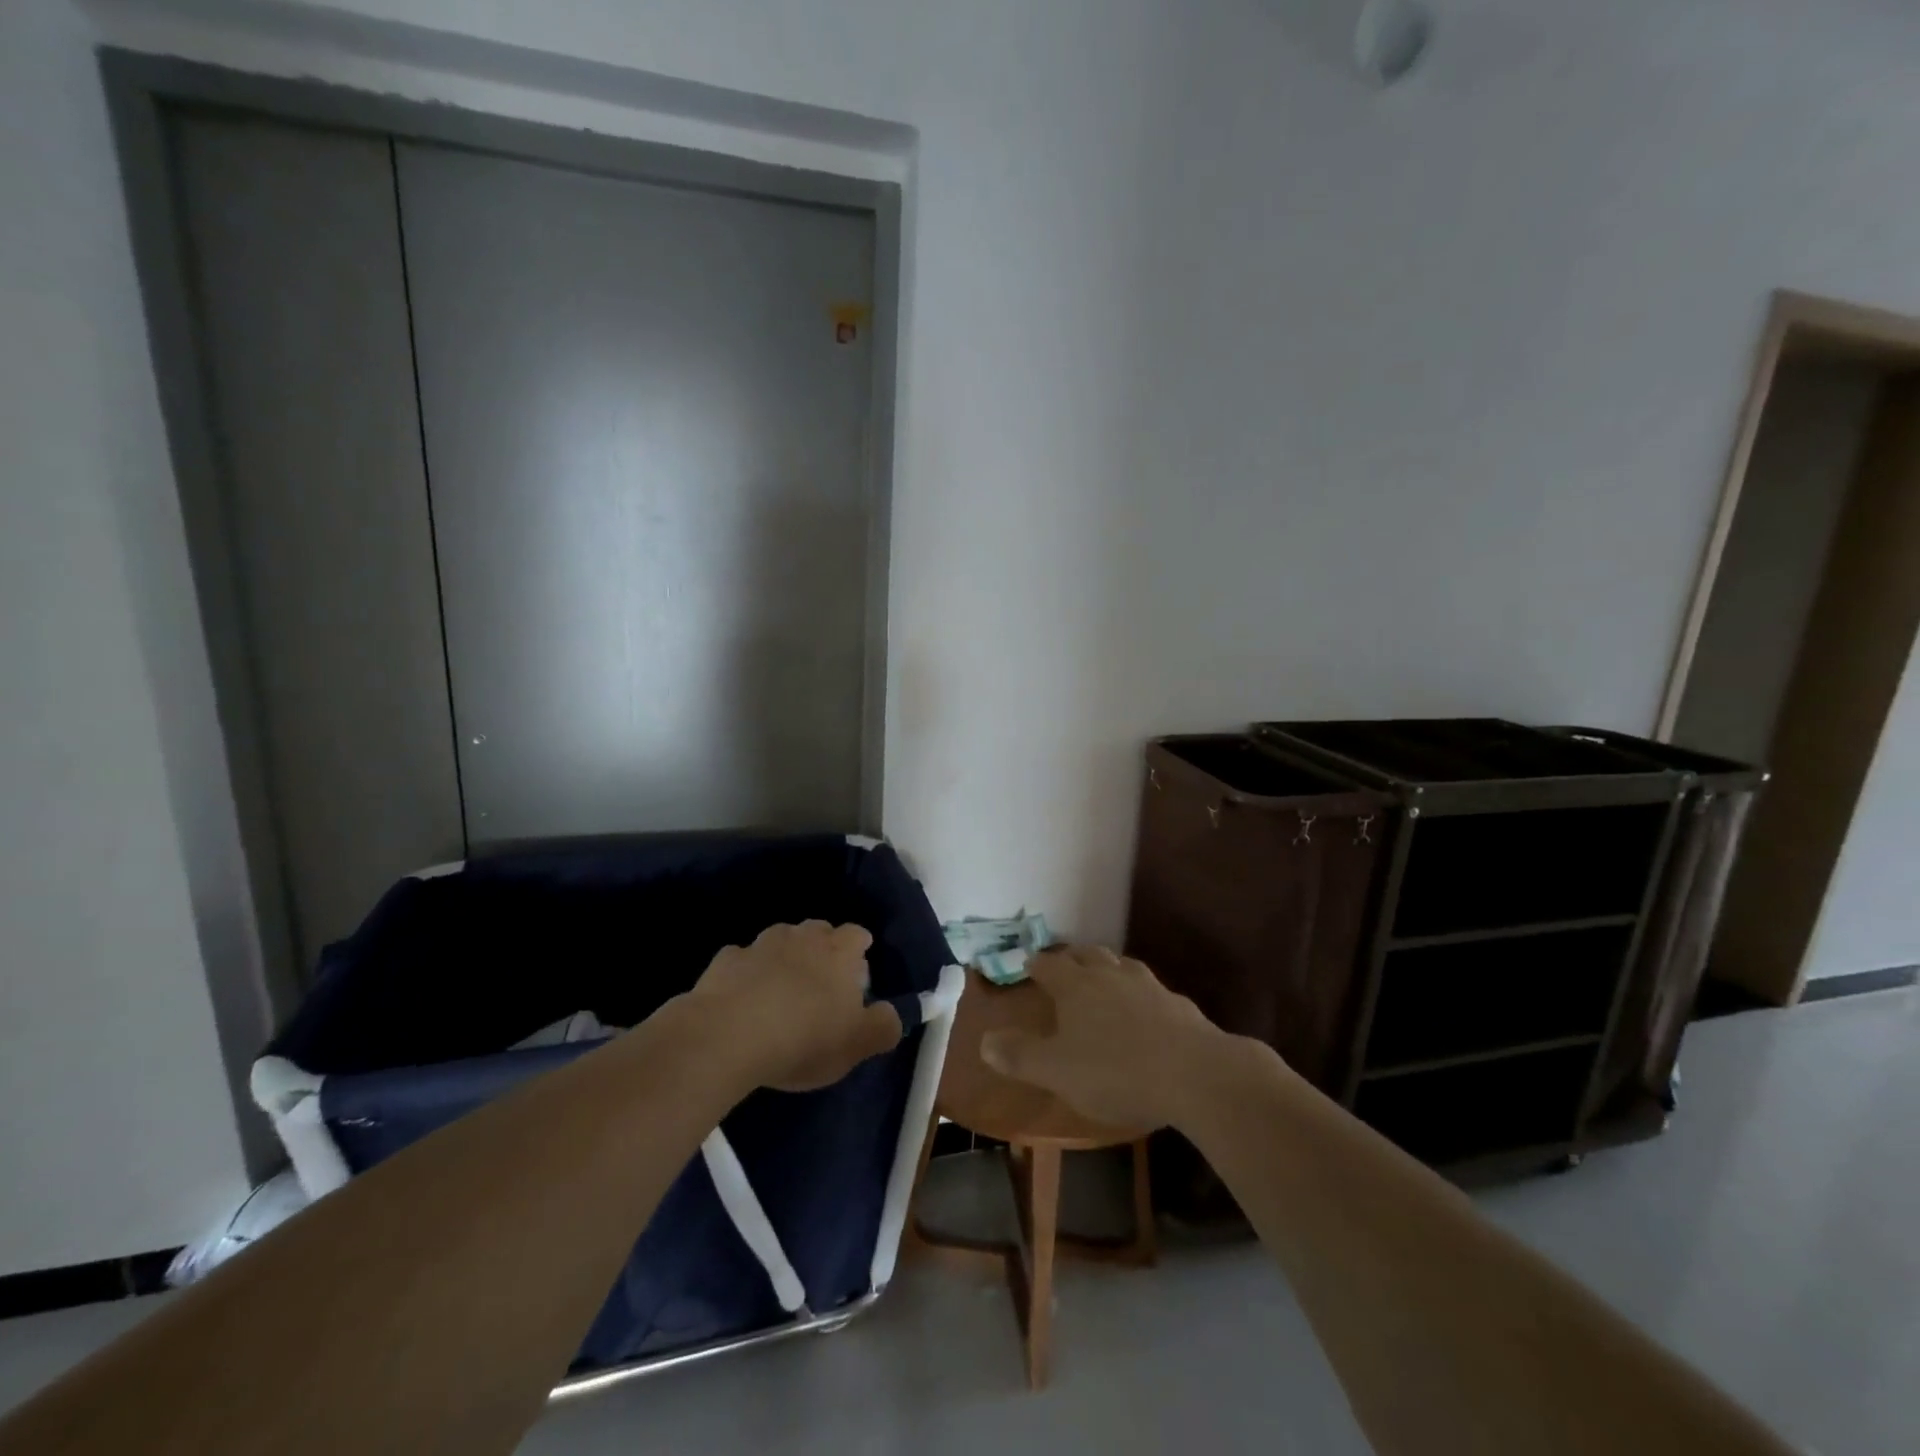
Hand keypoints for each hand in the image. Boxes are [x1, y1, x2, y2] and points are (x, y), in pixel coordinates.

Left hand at [689, 921, 902, 1091]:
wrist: (728, 1035)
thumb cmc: (804, 1037)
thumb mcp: (857, 1044)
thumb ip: (884, 1026)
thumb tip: (893, 1014)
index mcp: (839, 951)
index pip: (858, 935)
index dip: (860, 951)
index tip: (857, 975)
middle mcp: (802, 936)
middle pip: (819, 931)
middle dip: (823, 949)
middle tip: (821, 983)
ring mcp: (760, 944)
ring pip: (780, 940)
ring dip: (784, 957)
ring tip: (782, 989)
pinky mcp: (725, 960)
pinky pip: (743, 961)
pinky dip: (747, 973)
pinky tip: (744, 998)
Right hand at [979, 944, 1228, 1129]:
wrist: (1195, 1074)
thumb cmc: (1116, 1071)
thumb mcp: (1057, 1071)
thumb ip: (1020, 1056)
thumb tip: (985, 1041)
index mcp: (1076, 986)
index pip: (1049, 965)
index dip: (1036, 963)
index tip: (1028, 963)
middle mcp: (1110, 975)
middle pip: (1087, 955)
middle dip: (1072, 958)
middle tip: (1063, 966)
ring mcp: (1148, 986)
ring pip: (1121, 966)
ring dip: (1107, 969)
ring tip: (1102, 979)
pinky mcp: (1179, 1005)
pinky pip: (1151, 991)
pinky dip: (1139, 995)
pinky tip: (1145, 1011)